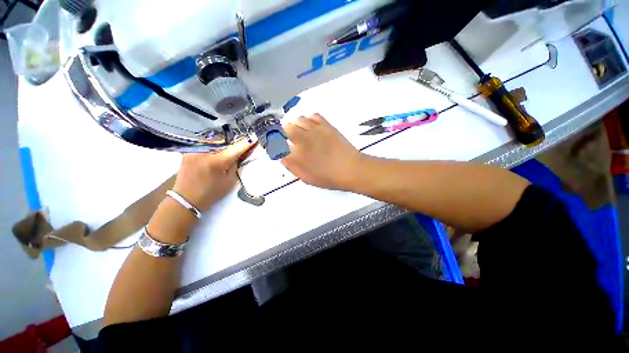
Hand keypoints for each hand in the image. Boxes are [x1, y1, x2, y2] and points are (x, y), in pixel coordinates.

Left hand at [173, 139, 253, 210]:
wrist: (186, 199)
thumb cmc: (211, 193)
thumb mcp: (229, 181)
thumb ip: (234, 166)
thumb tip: (238, 155)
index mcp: (217, 161)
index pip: (236, 149)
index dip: (246, 143)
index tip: (254, 138)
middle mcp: (204, 152)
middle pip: (224, 142)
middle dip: (233, 143)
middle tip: (240, 146)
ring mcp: (194, 150)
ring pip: (214, 142)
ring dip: (223, 144)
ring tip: (227, 149)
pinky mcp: (188, 151)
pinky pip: (205, 144)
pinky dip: (213, 146)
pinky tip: (215, 151)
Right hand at [281, 114, 363, 190]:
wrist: (351, 169)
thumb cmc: (329, 177)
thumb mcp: (307, 178)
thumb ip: (292, 166)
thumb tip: (281, 156)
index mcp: (297, 154)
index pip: (278, 144)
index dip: (274, 143)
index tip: (276, 145)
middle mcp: (303, 139)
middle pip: (285, 128)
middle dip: (283, 132)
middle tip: (288, 139)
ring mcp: (315, 130)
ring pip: (298, 119)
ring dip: (296, 125)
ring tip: (301, 132)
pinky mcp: (326, 125)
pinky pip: (313, 115)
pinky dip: (309, 120)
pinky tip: (312, 127)